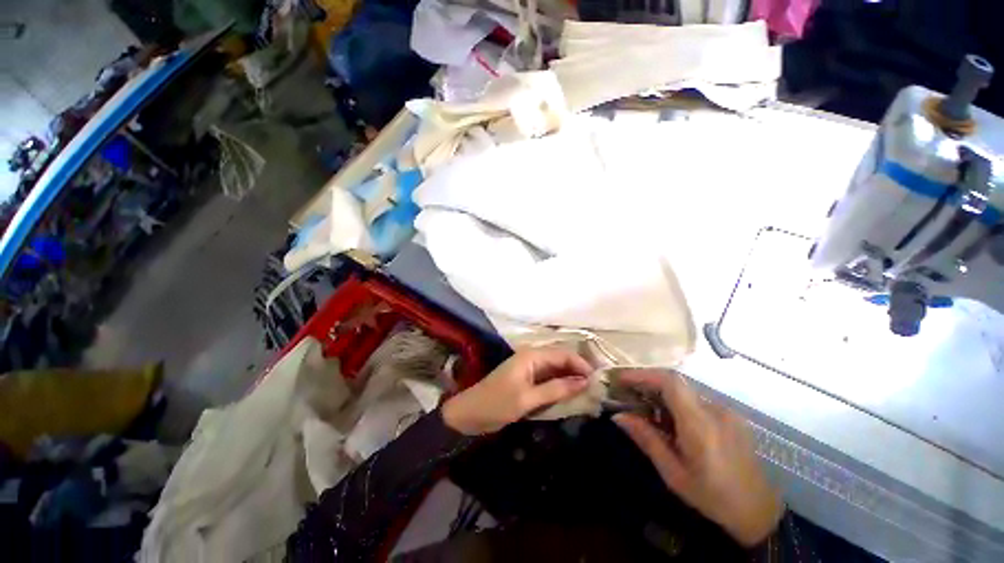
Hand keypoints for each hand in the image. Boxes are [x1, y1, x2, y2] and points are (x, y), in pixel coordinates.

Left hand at [442, 347, 591, 435]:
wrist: (470, 414)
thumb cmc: (497, 404)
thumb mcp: (528, 398)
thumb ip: (556, 389)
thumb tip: (584, 381)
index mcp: (531, 356)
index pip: (563, 354)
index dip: (581, 365)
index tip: (598, 380)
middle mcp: (532, 358)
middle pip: (561, 360)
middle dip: (578, 371)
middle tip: (597, 388)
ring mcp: (530, 369)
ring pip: (556, 370)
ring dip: (571, 380)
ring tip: (589, 393)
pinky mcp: (528, 381)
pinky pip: (549, 380)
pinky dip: (560, 386)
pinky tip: (571, 396)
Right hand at [613, 370, 782, 546]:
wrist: (760, 511)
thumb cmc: (712, 496)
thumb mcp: (673, 473)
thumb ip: (647, 439)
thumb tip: (618, 415)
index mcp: (700, 425)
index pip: (670, 382)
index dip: (643, 374)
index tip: (622, 379)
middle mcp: (715, 410)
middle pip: (675, 383)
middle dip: (648, 383)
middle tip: (628, 394)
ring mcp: (726, 411)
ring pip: (685, 391)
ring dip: (662, 395)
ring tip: (646, 410)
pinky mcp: (731, 415)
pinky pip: (697, 400)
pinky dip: (678, 403)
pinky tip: (672, 422)